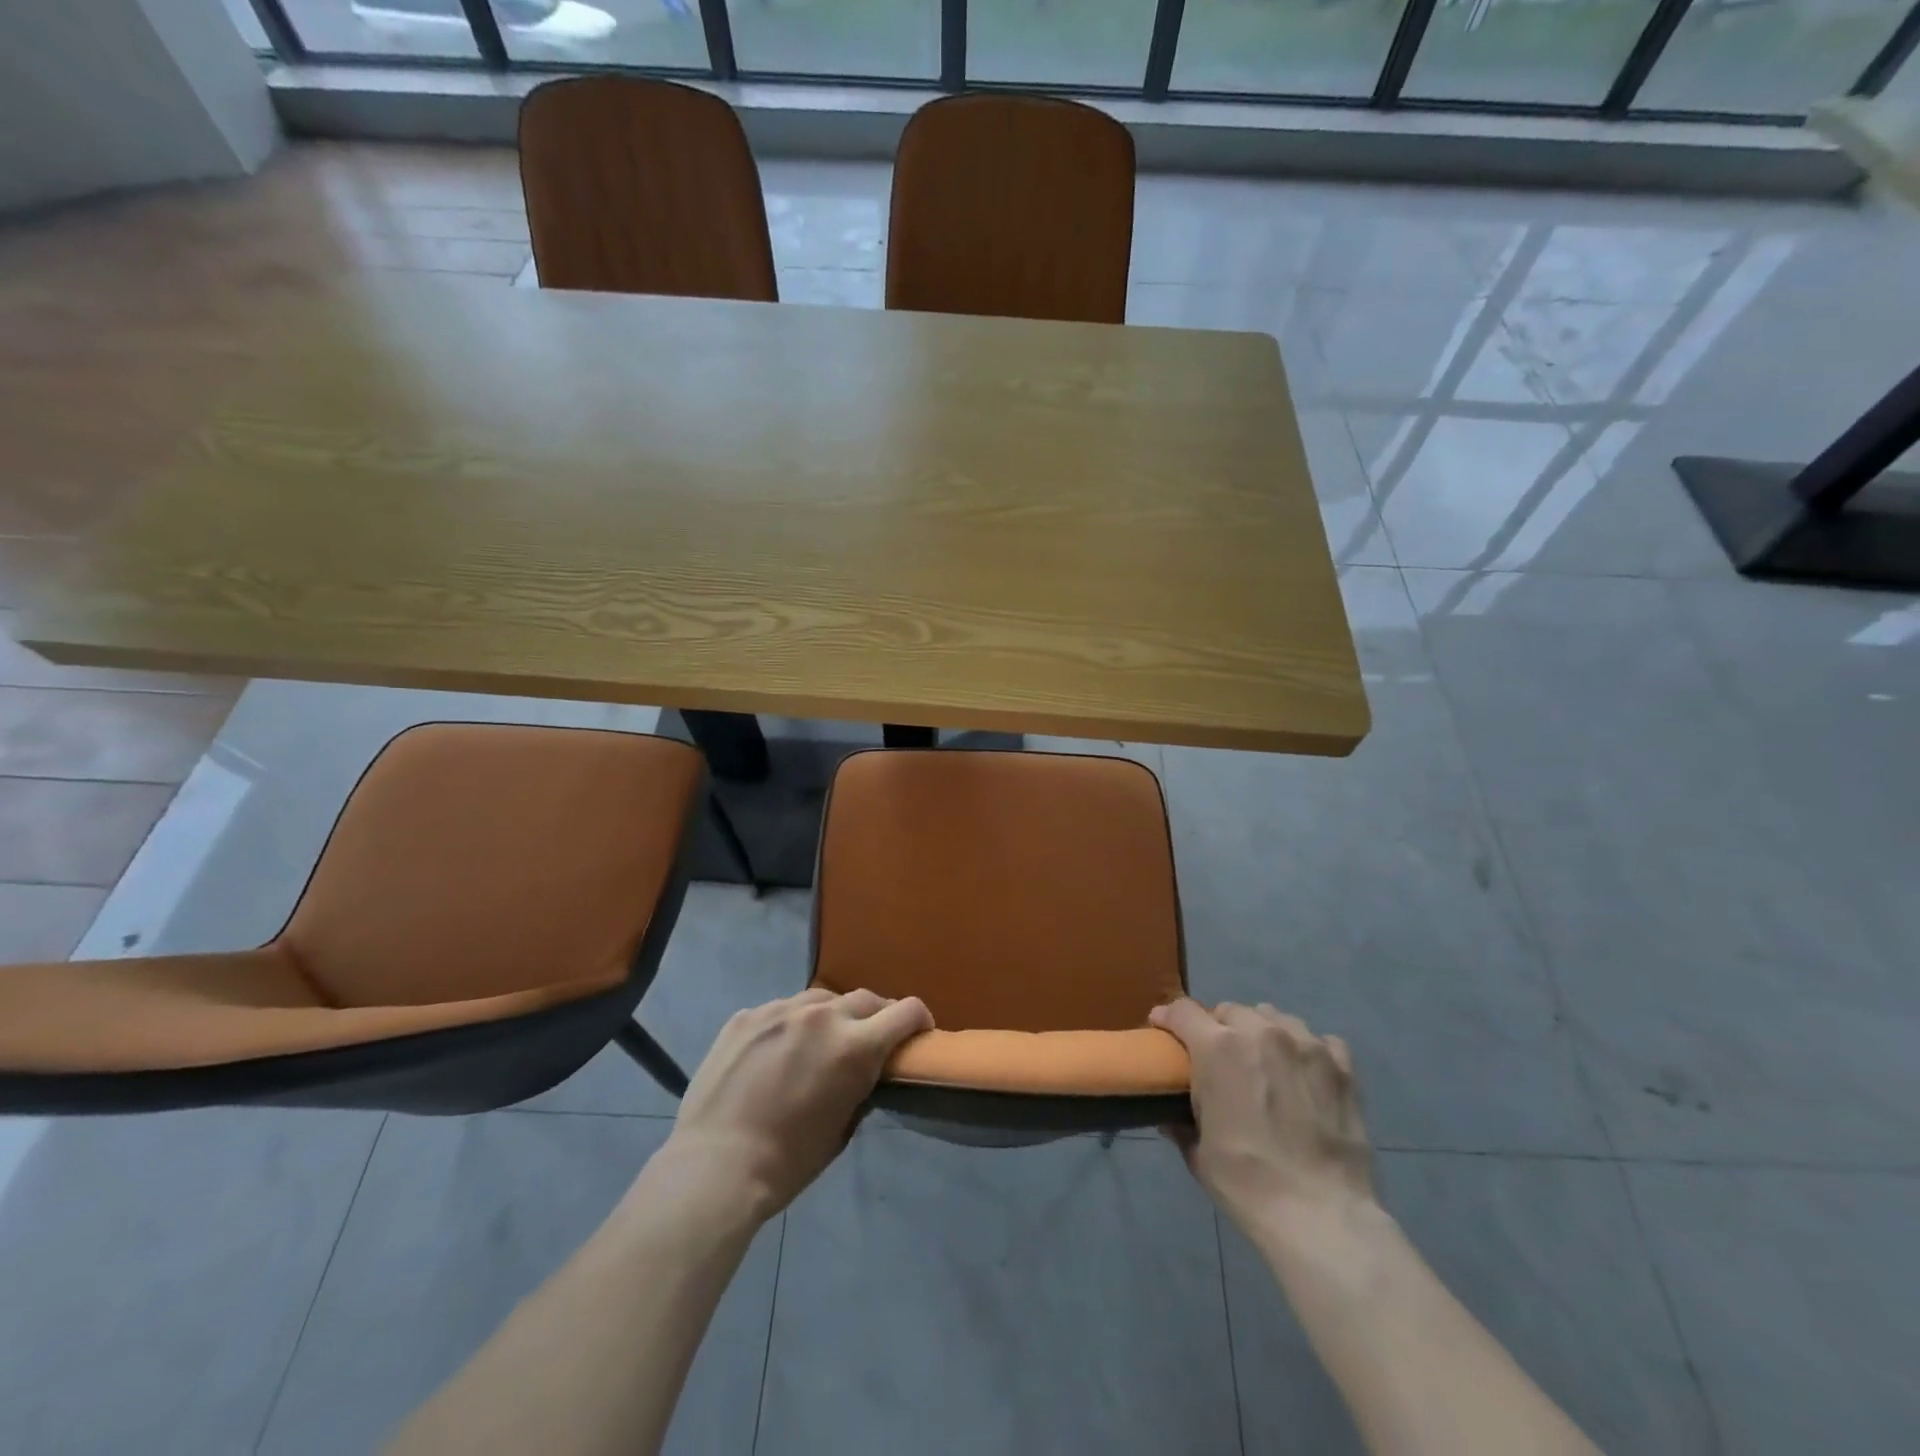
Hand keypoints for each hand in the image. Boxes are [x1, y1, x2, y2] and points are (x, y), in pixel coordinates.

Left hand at [665, 988, 933, 1220]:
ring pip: (821, 1000)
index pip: (906, 1011)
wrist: (714, 1166)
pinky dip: (789, 1026)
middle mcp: (821, 1016)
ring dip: (831, 1017)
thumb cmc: (788, 1161)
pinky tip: (774, 1054)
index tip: (918, 1034)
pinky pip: (780, 1010)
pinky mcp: (746, 1015)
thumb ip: (860, 1085)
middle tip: (869, 1041)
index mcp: (854, 1046)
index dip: (919, 1020)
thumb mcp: (842, 1128)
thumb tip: (865, 1069)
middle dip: (876, 1017)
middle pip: (866, 998)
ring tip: (817, 1045)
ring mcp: (779, 1010)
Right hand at [1149, 999, 1372, 1234]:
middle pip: (1230, 1010)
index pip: (1183, 1011)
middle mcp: (1260, 1032)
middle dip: (1218, 1028)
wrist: (1321, 1216)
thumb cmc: (1247, 1182)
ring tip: (1263, 1061)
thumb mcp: (1198, 1153)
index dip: (1169, 1018)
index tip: (1164, 1030)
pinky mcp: (1342, 1066)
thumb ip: (1181, 1122)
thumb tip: (1170, 1116)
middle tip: (1218, 1058)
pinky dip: (1305, 1049)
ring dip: (1260, 1032)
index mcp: (1218, 1048)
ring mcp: (1306, 1045)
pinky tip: (1304, 1074)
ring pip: (1273, 1017)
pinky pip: (1317, 1039)